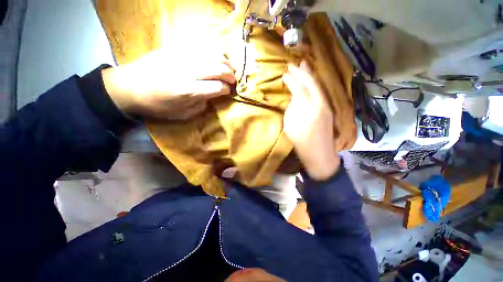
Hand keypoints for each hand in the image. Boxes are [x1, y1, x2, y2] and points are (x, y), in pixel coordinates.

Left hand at [102, 49, 235, 119]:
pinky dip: (212, 51)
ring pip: (212, 54)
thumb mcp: (182, 115)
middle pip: (218, 69)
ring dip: (225, 62)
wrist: (129, 86)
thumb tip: (212, 97)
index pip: (218, 87)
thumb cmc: (157, 105)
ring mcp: (182, 57)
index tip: (229, 92)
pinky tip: (216, 56)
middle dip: (230, 75)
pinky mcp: (175, 48)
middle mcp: (189, 71)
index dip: (227, 89)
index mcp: (189, 91)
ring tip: (229, 67)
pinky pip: (200, 46)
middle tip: (233, 80)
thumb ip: (201, 107)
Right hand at [282, 61, 340, 180]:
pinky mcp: (329, 110)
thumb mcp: (290, 129)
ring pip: (319, 86)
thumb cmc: (302, 145)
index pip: (299, 89)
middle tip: (293, 64)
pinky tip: (311, 81)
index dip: (292, 80)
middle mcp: (320, 105)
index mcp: (308, 111)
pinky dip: (315, 84)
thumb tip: (293, 99)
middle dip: (302, 72)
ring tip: (304, 65)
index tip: (284, 74)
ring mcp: (327, 106)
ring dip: (310, 75)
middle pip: (311, 83)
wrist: (321, 156)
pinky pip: (321, 92)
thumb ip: (291, 111)